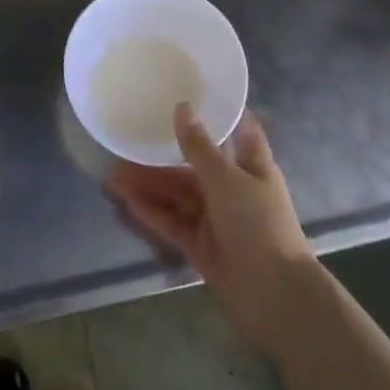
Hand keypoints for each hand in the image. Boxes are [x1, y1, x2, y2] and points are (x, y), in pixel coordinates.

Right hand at [107, 106, 315, 353]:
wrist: (275, 296)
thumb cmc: (258, 224)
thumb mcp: (227, 179)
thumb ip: (199, 146)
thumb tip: (182, 107)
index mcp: (251, 165)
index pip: (237, 130)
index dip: (218, 113)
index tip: (189, 93)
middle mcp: (234, 188)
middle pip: (194, 165)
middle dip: (164, 156)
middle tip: (129, 140)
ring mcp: (217, 219)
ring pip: (178, 195)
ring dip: (150, 185)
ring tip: (114, 175)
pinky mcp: (202, 246)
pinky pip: (173, 223)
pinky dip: (152, 212)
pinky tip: (127, 201)